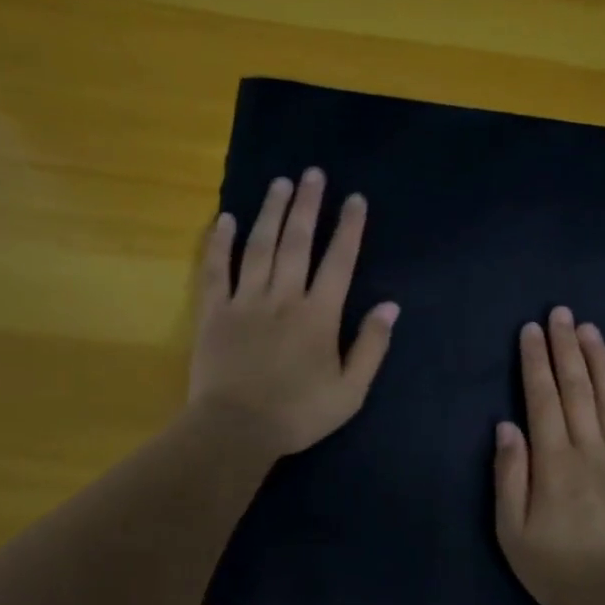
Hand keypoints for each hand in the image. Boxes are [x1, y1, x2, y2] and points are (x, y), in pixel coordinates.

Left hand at [188, 168, 398, 456]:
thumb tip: (390, 306)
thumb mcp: (350, 391)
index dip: (349, 228)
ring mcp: (245, 301)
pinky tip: (226, 219)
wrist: (236, 430)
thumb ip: (371, 346)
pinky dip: (219, 243)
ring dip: (271, 212)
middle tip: (313, 174)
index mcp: (319, 315)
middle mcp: (283, 297)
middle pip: (297, 242)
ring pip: (259, 246)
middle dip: (308, 205)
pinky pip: (216, 269)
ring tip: (280, 183)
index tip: (355, 199)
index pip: (339, 261)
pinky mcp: (214, 312)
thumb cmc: (298, 414)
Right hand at [494, 307, 604, 604]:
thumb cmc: (559, 568)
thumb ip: (509, 476)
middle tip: (562, 313)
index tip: (532, 330)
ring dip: (600, 360)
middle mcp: (590, 449)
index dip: (536, 361)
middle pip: (578, 388)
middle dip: (566, 348)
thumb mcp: (513, 532)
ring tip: (590, 330)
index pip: (542, 399)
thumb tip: (506, 426)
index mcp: (554, 461)